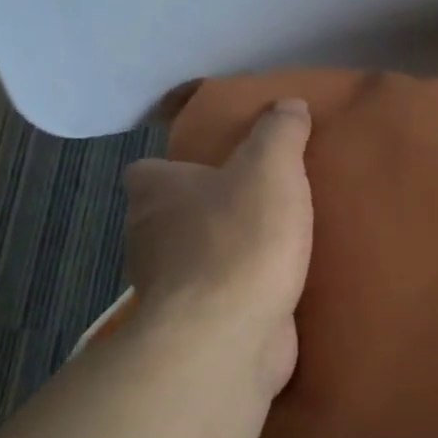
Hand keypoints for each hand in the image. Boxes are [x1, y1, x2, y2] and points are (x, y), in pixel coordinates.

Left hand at [121, 99, 313, 392]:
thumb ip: (280, 133)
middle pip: (169, 217)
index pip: (149, 172)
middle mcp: (147, 237)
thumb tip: (289, 104)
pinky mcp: (191, 327)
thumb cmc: (240, 239)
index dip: (178, 169)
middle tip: (255, 206)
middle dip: (204, 213)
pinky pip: (213, 301)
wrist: (228, 333)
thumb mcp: (270, 168)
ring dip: (221, 255)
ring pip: (190, 261)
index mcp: (154, 192)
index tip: (216, 171)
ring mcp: (167, 288)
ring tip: (271, 246)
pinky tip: (271, 289)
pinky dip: (235, 295)